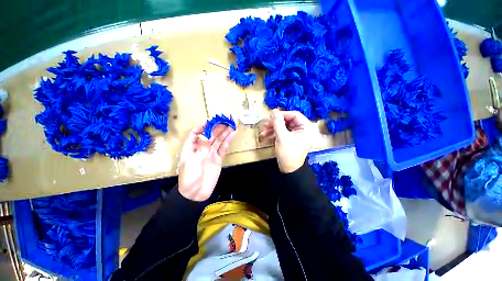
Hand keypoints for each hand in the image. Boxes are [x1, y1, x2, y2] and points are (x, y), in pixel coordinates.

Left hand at [178, 123, 235, 200]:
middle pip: (210, 136)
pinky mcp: (218, 159)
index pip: (195, 134)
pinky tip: (231, 136)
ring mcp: (211, 154)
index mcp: (191, 148)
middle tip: (225, 121)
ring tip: (231, 125)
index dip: (201, 127)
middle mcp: (202, 149)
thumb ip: (201, 149)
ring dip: (224, 133)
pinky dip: (227, 142)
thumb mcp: (192, 162)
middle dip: (217, 128)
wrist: (195, 194)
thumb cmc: (189, 178)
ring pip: (218, 141)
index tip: (209, 122)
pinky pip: (223, 149)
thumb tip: (208, 136)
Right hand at [260, 109, 312, 172]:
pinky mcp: (291, 139)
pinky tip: (265, 135)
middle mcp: (303, 129)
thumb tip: (274, 110)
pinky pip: (283, 132)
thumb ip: (277, 122)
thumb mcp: (282, 136)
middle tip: (264, 124)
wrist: (289, 170)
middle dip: (275, 123)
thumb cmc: (288, 153)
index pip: (294, 115)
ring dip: (273, 128)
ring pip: (283, 126)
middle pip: (288, 120)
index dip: (282, 114)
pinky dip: (274, 133)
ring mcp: (296, 134)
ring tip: (262, 131)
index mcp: (306, 127)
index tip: (271, 116)